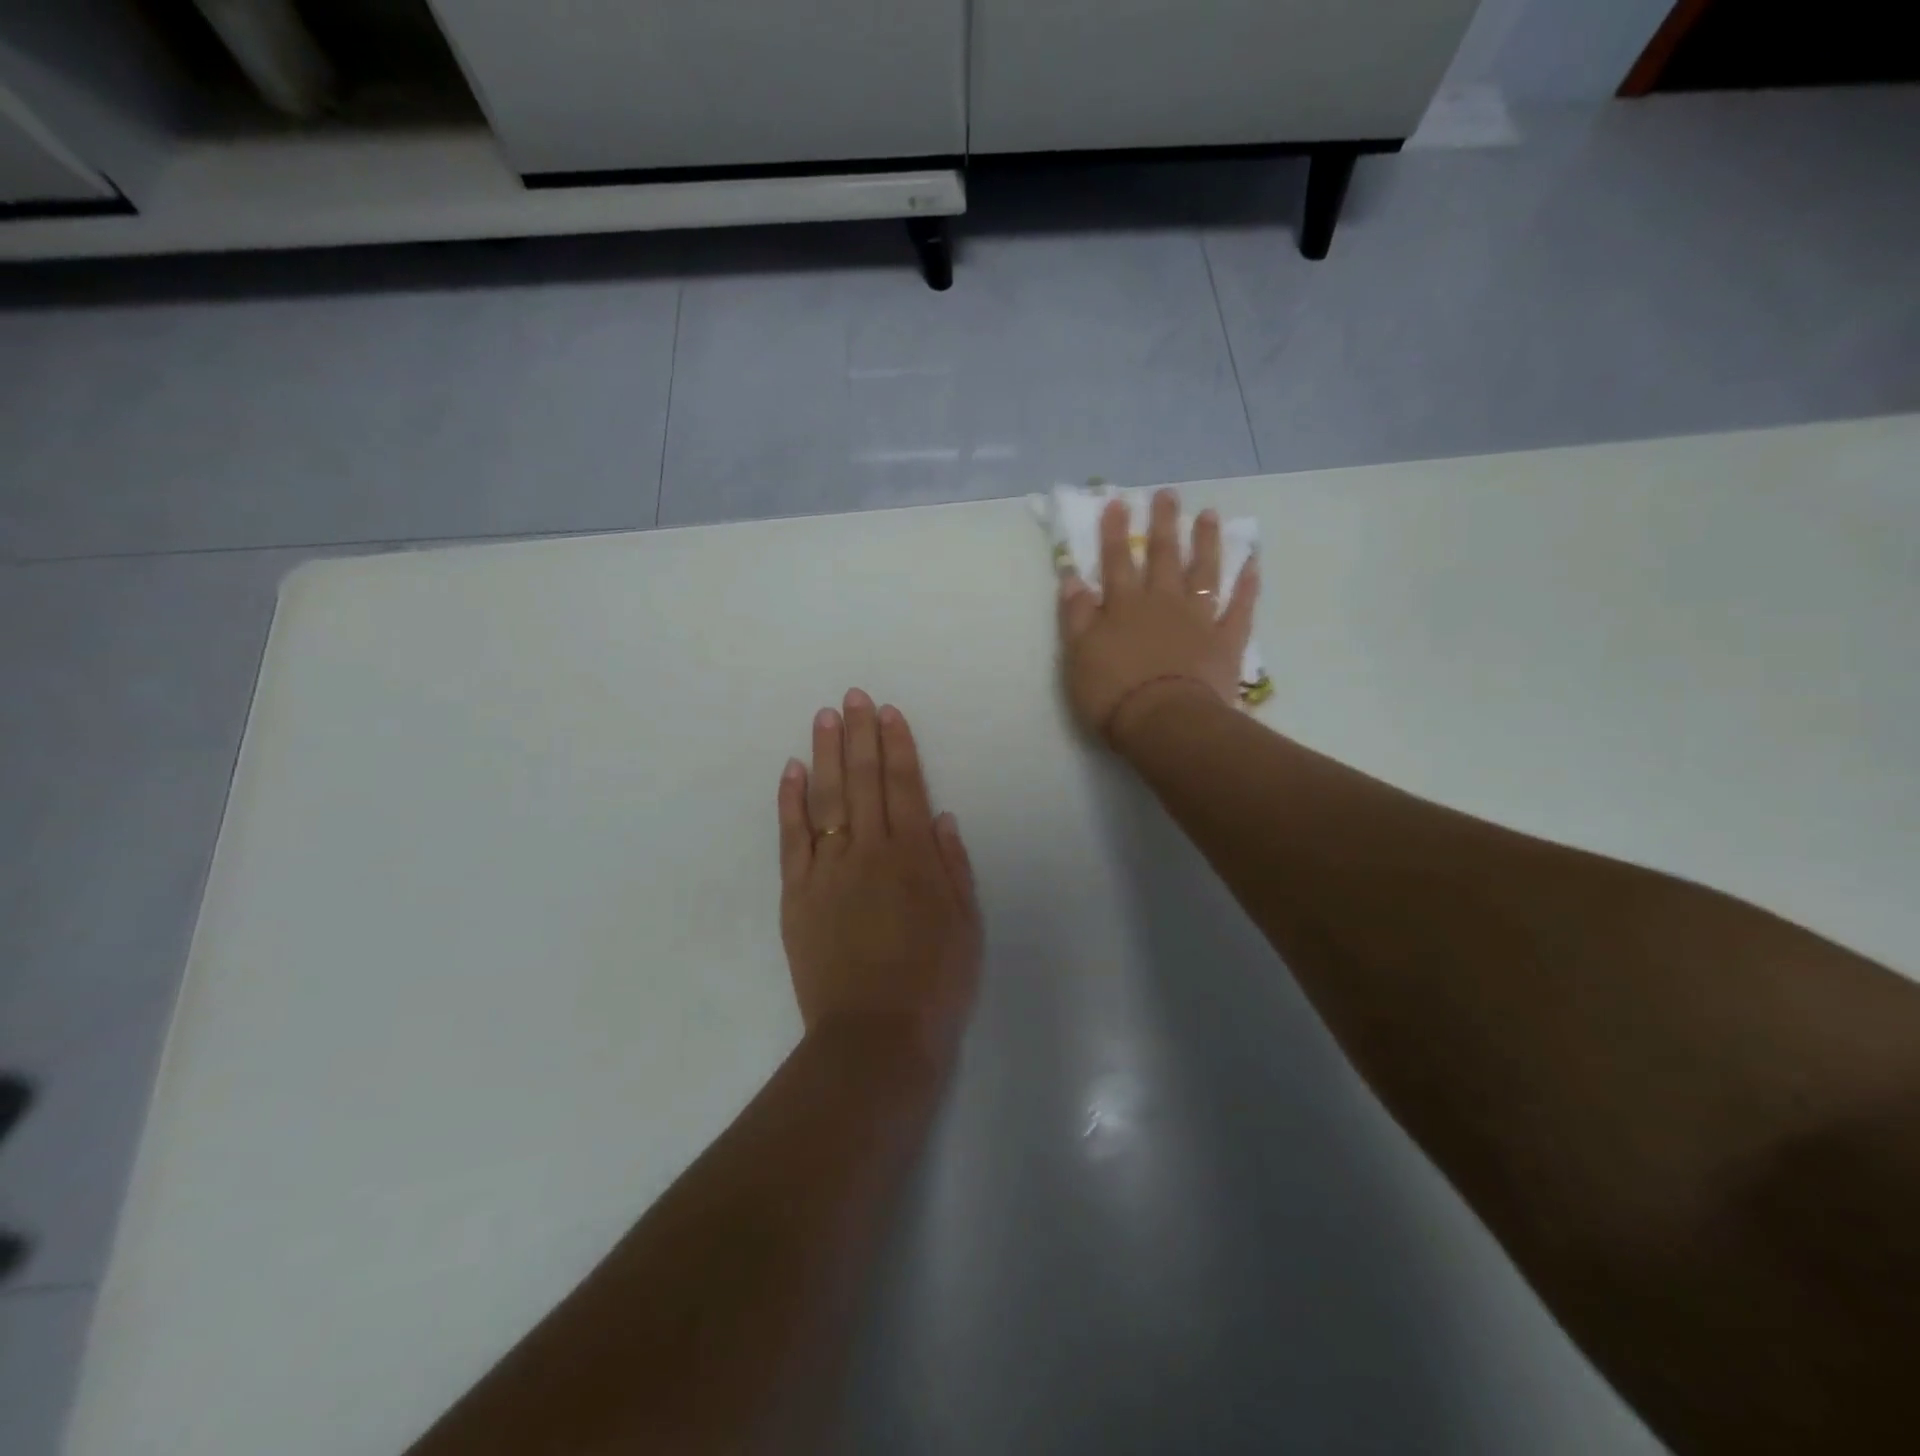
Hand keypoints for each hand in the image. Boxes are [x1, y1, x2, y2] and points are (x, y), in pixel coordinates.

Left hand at [777, 690, 981, 1064]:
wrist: (875, 1035)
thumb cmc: (934, 982)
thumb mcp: (965, 924)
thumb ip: (953, 866)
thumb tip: (941, 816)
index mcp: (914, 856)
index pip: (905, 785)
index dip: (898, 745)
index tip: (889, 712)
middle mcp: (870, 850)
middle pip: (863, 780)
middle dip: (860, 734)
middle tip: (854, 697)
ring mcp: (828, 869)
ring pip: (826, 798)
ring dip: (825, 754)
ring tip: (825, 717)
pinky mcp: (797, 893)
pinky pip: (792, 838)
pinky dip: (790, 801)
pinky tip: (791, 771)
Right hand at [1057, 488, 1258, 744]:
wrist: (1165, 722)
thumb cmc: (1113, 692)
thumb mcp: (1078, 655)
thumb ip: (1077, 615)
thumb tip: (1072, 578)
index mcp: (1124, 606)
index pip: (1116, 561)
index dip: (1114, 532)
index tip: (1117, 502)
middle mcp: (1162, 602)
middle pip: (1163, 556)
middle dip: (1163, 524)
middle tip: (1167, 495)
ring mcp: (1198, 619)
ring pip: (1203, 572)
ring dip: (1206, 542)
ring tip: (1208, 515)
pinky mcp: (1226, 641)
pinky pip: (1240, 607)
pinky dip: (1247, 586)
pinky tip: (1252, 564)